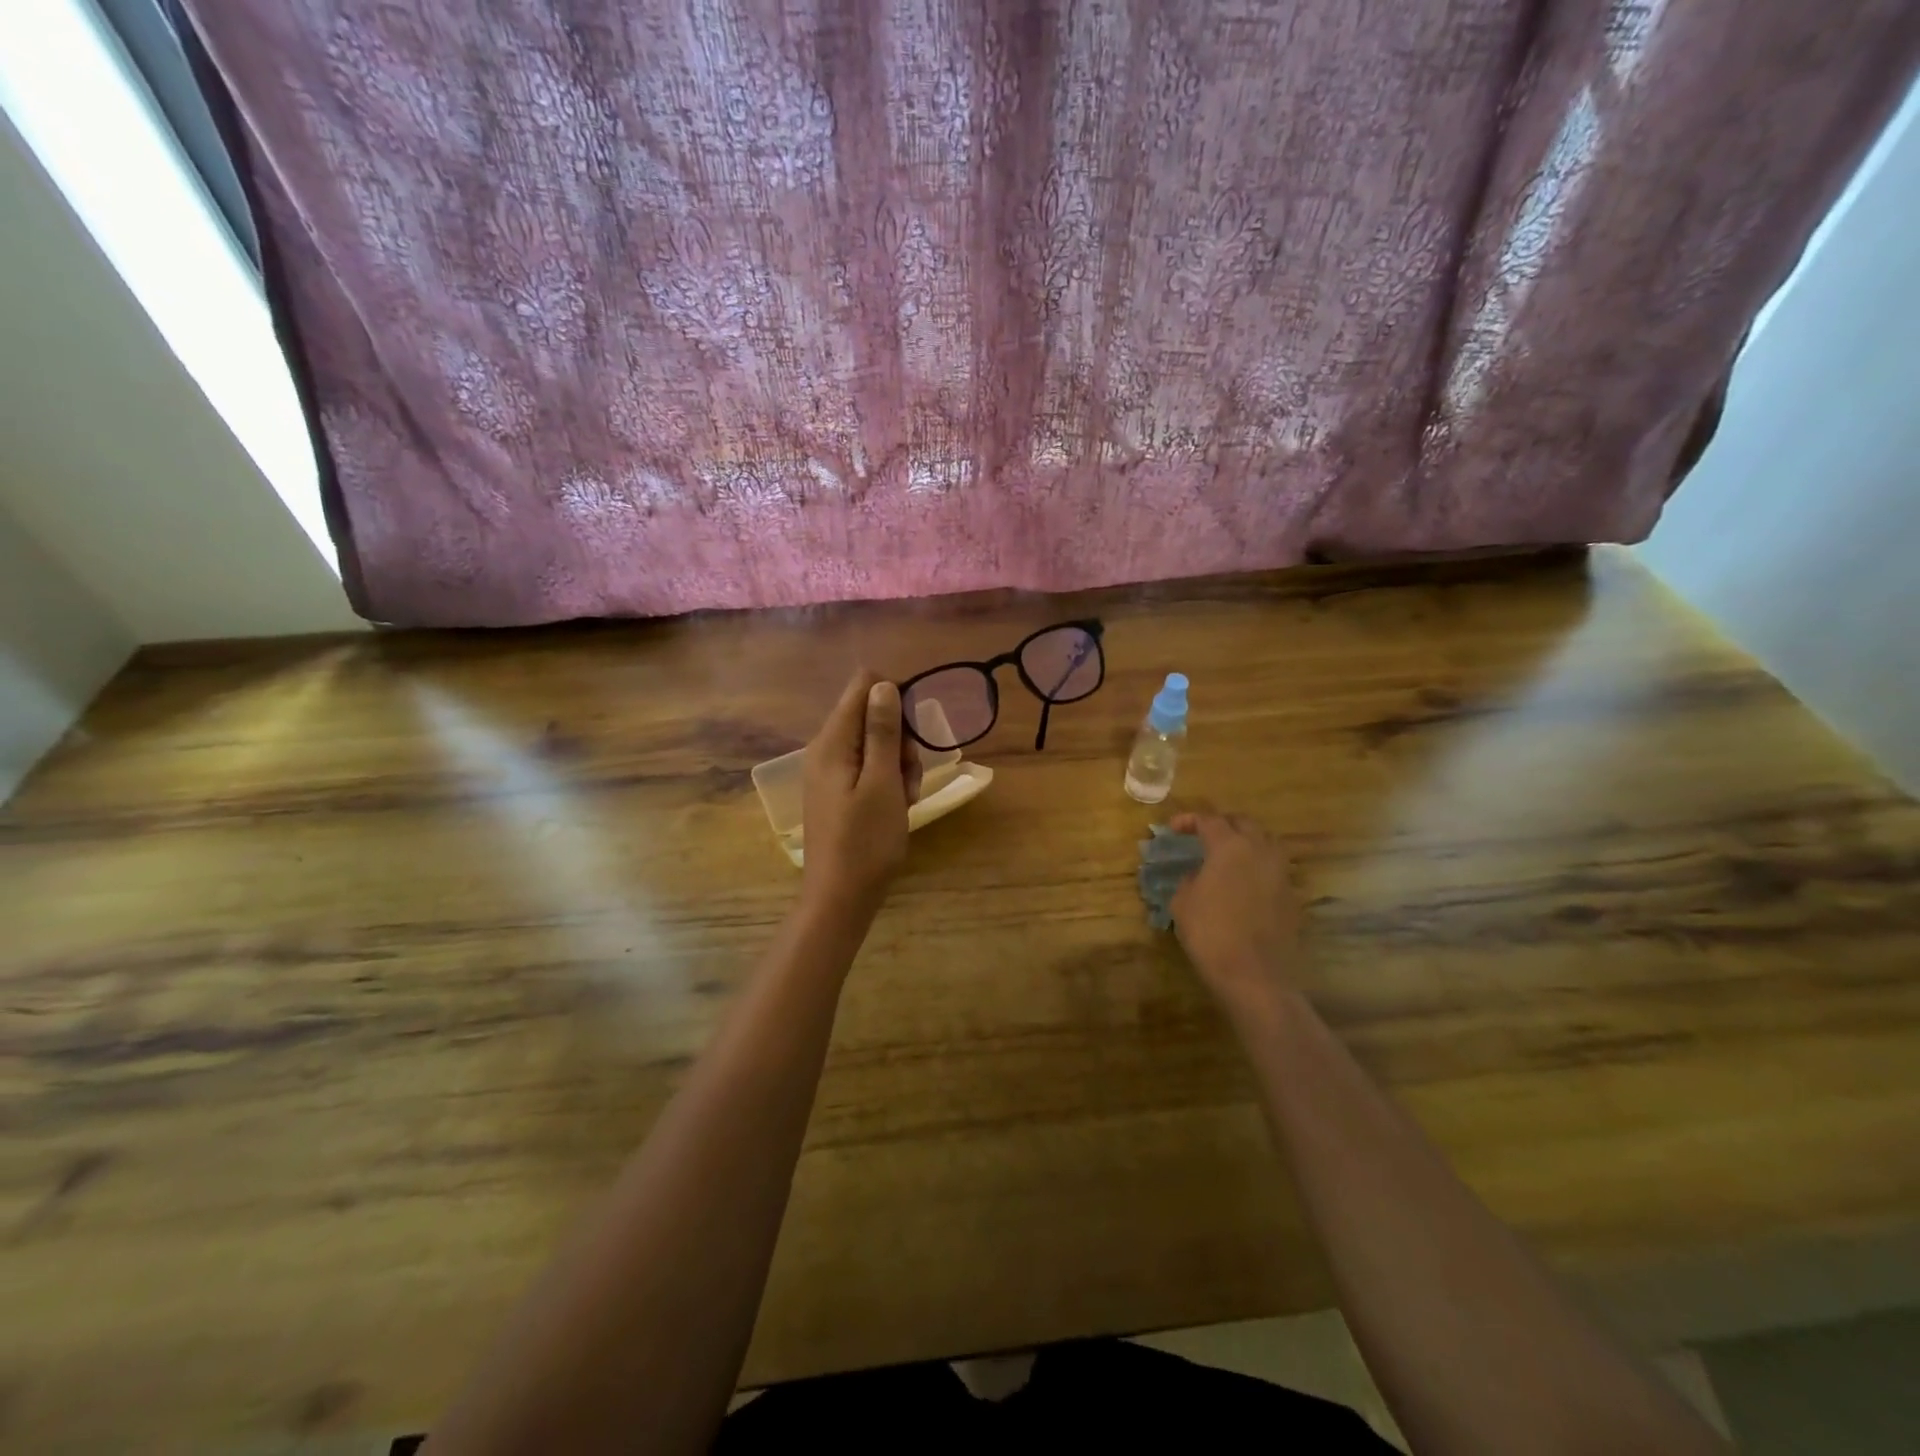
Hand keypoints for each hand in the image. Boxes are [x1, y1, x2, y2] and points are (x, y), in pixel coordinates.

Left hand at [801, 670, 921, 915]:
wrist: (841, 897)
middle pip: (871, 715)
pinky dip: (888, 782)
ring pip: (875, 745)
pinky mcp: (838, 791)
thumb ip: (882, 731)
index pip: (863, 685)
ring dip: (899, 764)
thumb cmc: (866, 841)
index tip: (911, 733)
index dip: (894, 699)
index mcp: (832, 742)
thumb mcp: (883, 783)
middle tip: (909, 776)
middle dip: (900, 739)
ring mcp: (830, 772)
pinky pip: (868, 769)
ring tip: (906, 799)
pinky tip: (897, 807)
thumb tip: (882, 684)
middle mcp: (826, 749)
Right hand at [1168, 813, 1304, 1016]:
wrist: (1254, 975)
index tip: (1173, 829)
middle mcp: (1260, 851)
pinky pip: (1274, 868)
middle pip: (1243, 823)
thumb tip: (1199, 875)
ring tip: (1227, 856)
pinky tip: (1243, 883)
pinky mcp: (1292, 895)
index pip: (1209, 820)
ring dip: (1245, 842)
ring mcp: (1281, 873)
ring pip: (1265, 842)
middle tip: (1203, 835)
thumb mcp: (1183, 902)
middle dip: (1222, 824)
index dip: (1189, 821)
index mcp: (1230, 846)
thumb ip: (1189, 879)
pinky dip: (1257, 867)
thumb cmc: (1210, 933)